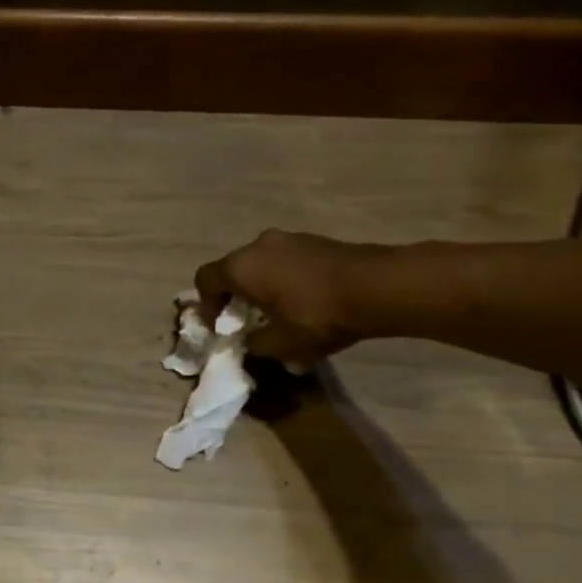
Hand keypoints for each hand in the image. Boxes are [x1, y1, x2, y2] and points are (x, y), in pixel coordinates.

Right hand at [194, 230, 384, 366]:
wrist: (377, 287)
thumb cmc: (316, 315)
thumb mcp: (280, 344)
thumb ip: (254, 344)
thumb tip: (248, 342)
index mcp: (240, 267)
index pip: (204, 279)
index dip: (205, 304)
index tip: (219, 326)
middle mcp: (258, 245)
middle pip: (233, 269)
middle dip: (235, 296)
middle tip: (247, 320)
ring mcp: (289, 238)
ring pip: (261, 264)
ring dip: (262, 286)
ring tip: (279, 312)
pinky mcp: (315, 240)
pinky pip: (286, 261)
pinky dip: (285, 279)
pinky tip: (305, 301)